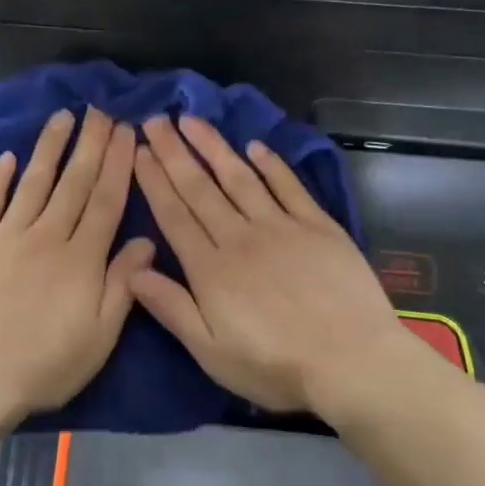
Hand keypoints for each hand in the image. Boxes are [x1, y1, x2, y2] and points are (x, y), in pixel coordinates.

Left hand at [0, 109, 152, 429]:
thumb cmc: (45, 366)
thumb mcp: (99, 338)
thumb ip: (122, 285)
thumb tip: (146, 240)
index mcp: (80, 259)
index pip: (104, 200)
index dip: (117, 163)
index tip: (126, 131)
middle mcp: (45, 237)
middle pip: (73, 182)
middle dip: (90, 143)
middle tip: (100, 109)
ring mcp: (4, 237)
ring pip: (33, 183)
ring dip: (49, 147)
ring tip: (62, 116)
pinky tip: (9, 157)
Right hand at [129, 114, 421, 416]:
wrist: (351, 362)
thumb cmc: (275, 366)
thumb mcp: (211, 351)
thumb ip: (171, 307)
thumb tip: (133, 269)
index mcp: (210, 268)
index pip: (174, 214)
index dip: (154, 181)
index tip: (139, 150)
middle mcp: (240, 237)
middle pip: (200, 188)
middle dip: (174, 152)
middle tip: (155, 119)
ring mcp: (281, 227)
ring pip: (239, 178)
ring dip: (214, 147)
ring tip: (193, 120)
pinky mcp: (318, 227)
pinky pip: (289, 187)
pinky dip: (271, 165)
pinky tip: (256, 147)